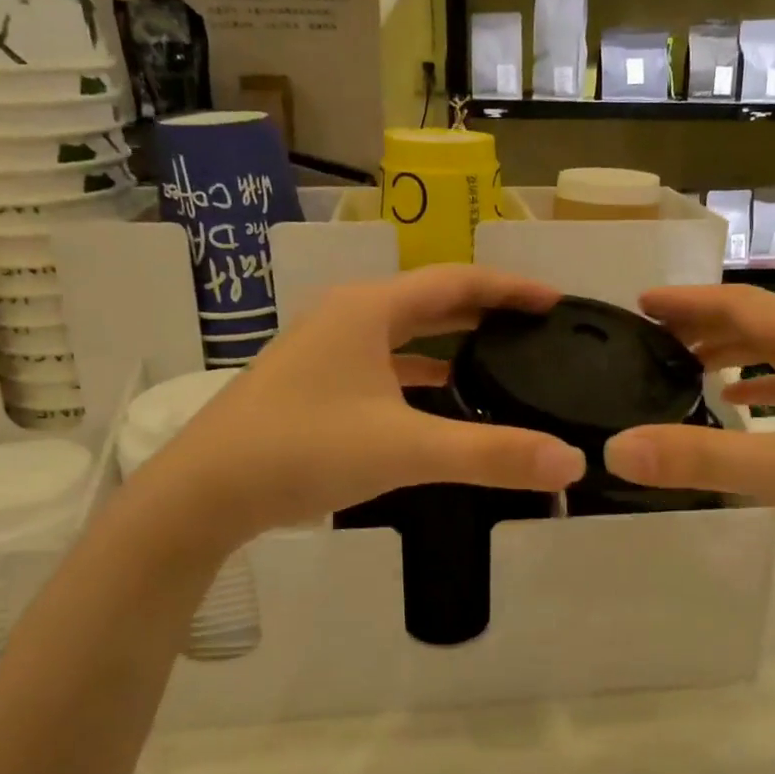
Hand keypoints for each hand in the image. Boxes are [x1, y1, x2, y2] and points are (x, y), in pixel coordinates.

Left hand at [162, 266, 587, 544]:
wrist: (203, 492)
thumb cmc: (305, 450)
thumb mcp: (405, 449)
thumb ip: (490, 454)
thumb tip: (571, 461)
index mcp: (370, 309)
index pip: (457, 281)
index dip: (510, 287)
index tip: (556, 300)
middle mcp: (348, 317)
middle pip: (431, 301)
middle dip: (485, 311)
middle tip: (536, 327)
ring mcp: (326, 349)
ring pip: (405, 334)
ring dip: (451, 341)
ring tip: (500, 357)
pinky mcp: (315, 383)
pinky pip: (384, 364)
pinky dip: (420, 373)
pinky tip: (442, 399)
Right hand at [603, 286, 774, 597]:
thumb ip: (700, 459)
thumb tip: (617, 448)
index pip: (744, 305)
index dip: (690, 301)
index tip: (642, 303)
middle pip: (762, 324)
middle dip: (706, 325)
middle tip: (653, 337)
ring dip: (733, 354)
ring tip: (685, 367)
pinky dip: (762, 387)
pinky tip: (740, 407)